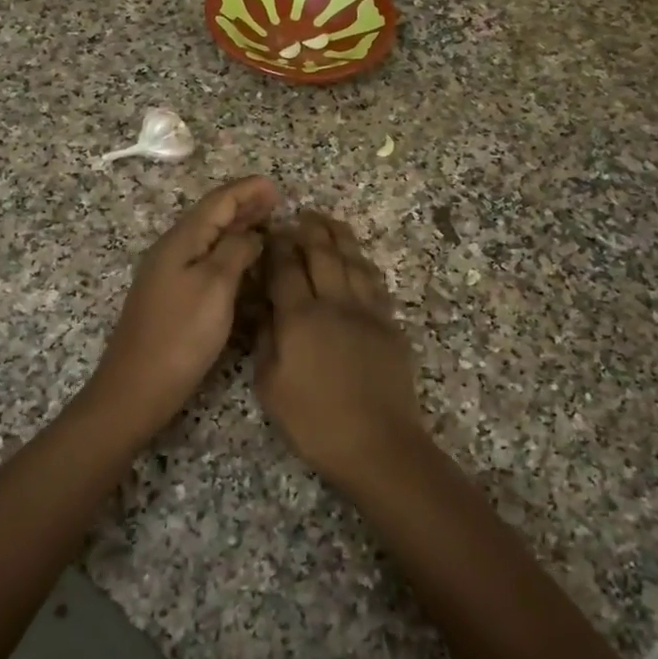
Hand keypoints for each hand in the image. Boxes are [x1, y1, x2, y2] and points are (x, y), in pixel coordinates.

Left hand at [88, 176, 281, 432]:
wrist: (137, 388)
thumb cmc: (180, 335)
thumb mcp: (215, 286)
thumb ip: (235, 251)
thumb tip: (250, 235)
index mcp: (180, 241)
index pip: (217, 202)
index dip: (247, 191)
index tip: (276, 186)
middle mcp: (172, 251)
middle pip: (210, 217)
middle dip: (243, 206)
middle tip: (275, 202)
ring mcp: (169, 276)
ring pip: (208, 240)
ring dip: (237, 229)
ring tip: (266, 226)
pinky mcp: (172, 299)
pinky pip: (205, 263)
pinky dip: (228, 254)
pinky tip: (244, 265)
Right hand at [255, 210, 428, 487]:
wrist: (377, 443)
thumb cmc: (314, 421)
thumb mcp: (271, 387)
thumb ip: (267, 342)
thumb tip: (268, 311)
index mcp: (300, 318)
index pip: (286, 269)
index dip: (278, 247)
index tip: (272, 233)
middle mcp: (335, 304)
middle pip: (323, 254)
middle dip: (310, 230)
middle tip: (301, 215)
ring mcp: (367, 312)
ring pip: (353, 261)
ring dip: (339, 237)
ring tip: (329, 222)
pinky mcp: (390, 325)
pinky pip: (375, 283)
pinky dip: (363, 263)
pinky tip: (358, 259)